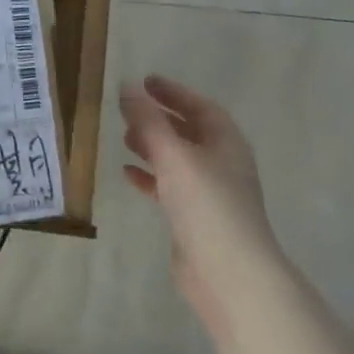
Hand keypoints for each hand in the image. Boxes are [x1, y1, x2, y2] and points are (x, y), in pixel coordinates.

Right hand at [120, 74, 281, 337]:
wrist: (229, 272)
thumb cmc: (206, 204)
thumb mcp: (174, 155)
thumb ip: (148, 121)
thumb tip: (127, 87)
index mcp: (225, 142)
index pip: (199, 106)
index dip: (173, 92)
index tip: (145, 81)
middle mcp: (221, 163)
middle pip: (189, 131)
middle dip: (160, 119)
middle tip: (129, 109)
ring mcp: (210, 192)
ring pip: (178, 159)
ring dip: (153, 146)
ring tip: (124, 138)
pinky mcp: (195, 218)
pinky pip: (170, 187)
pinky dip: (151, 177)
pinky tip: (128, 174)